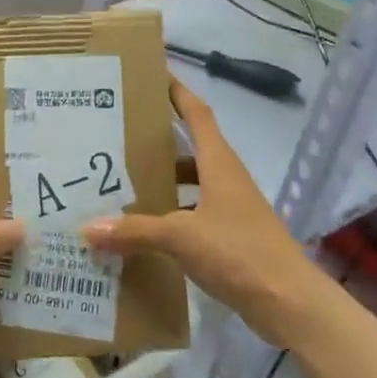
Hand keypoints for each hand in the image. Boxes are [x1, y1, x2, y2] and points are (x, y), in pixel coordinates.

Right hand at [82, 79, 316, 344]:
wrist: (289, 303)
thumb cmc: (239, 252)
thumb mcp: (181, 237)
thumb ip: (134, 231)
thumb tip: (86, 228)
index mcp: (220, 165)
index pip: (198, 114)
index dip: (178, 92)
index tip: (153, 75)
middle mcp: (226, 180)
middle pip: (190, 149)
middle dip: (158, 142)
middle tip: (117, 137)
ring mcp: (230, 209)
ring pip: (190, 185)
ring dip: (162, 182)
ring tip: (121, 184)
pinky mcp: (230, 237)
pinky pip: (192, 215)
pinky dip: (169, 217)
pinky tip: (143, 230)